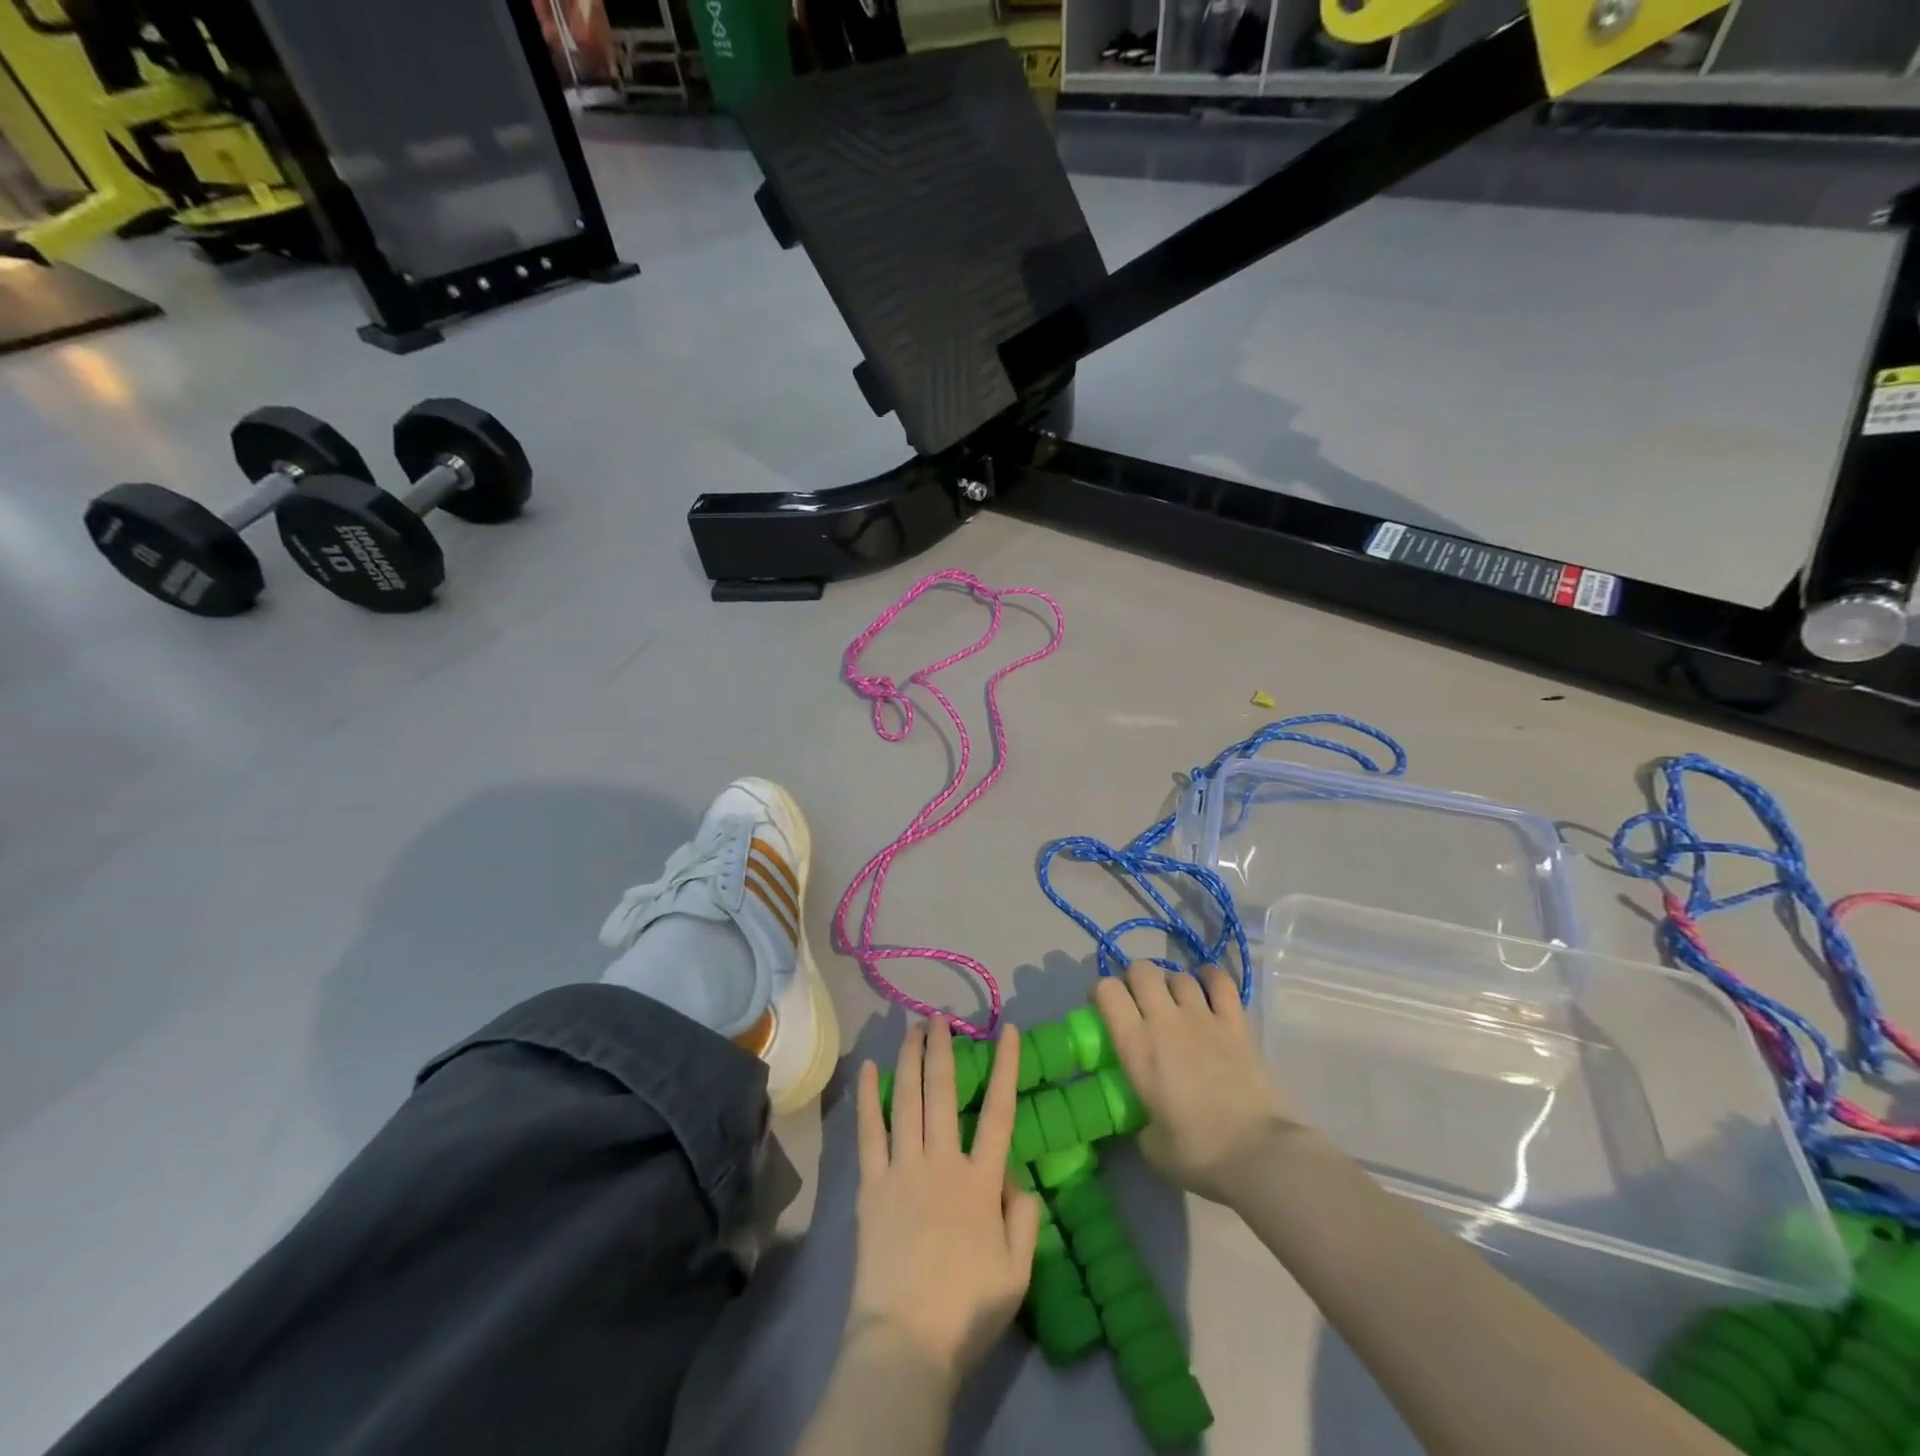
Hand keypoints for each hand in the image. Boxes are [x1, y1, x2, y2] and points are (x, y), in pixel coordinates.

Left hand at [847, 1018, 1041, 1389]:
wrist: (907, 1342)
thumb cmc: (967, 1311)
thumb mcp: (1018, 1272)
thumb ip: (1024, 1218)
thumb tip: (1016, 1177)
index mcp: (981, 1180)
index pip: (998, 1110)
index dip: (1004, 1066)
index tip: (1006, 1031)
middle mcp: (943, 1161)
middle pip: (943, 1091)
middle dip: (943, 1048)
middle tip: (942, 1018)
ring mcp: (904, 1168)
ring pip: (908, 1099)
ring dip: (911, 1058)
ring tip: (913, 1027)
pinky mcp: (872, 1184)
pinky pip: (870, 1131)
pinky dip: (869, 1097)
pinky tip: (869, 1068)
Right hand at [1093, 961, 1296, 1207]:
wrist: (1259, 1155)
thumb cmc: (1198, 1153)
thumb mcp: (1151, 1145)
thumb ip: (1140, 1121)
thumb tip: (1145, 1118)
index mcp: (1137, 1047)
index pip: (1107, 991)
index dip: (1101, 992)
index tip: (1104, 1008)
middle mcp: (1165, 1021)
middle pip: (1141, 970)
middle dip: (1135, 980)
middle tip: (1138, 1003)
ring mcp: (1203, 1017)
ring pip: (1178, 975)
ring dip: (1171, 984)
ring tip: (1175, 1004)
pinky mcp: (1236, 1023)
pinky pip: (1219, 982)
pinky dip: (1209, 978)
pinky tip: (1206, 988)